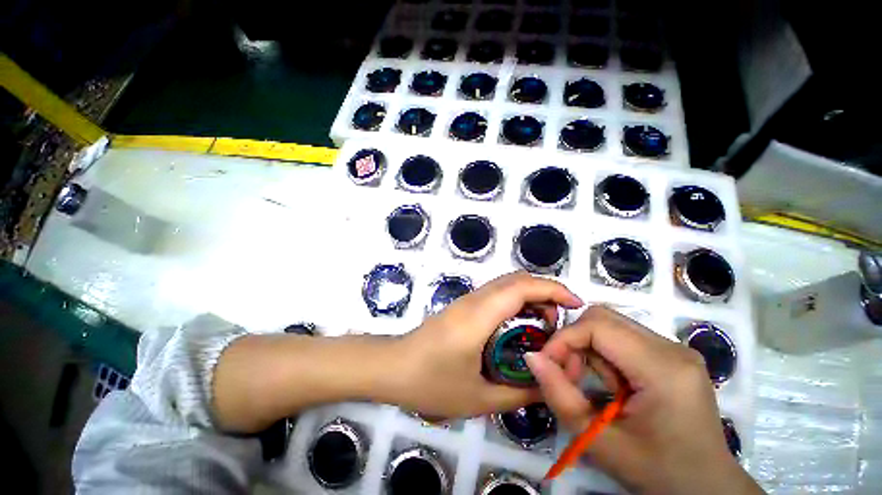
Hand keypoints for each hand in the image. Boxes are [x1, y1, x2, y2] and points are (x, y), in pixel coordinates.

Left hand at [394, 271, 582, 418]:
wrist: (392, 366)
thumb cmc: (430, 382)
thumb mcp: (479, 398)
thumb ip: (518, 393)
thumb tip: (549, 384)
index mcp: (479, 316)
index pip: (520, 287)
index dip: (552, 289)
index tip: (575, 304)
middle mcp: (474, 300)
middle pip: (515, 279)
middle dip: (544, 292)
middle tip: (557, 323)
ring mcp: (466, 300)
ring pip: (505, 284)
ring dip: (530, 296)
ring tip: (543, 327)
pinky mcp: (462, 306)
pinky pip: (495, 293)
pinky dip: (515, 301)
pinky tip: (519, 327)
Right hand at [525, 306, 762, 494]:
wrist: (706, 490)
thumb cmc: (657, 474)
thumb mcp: (600, 442)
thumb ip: (559, 396)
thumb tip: (531, 357)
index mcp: (664, 368)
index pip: (597, 326)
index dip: (563, 339)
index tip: (547, 365)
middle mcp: (672, 348)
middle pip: (603, 318)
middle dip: (574, 341)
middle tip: (569, 375)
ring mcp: (675, 349)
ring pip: (610, 325)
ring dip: (588, 348)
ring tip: (591, 384)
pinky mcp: (671, 356)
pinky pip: (622, 338)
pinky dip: (603, 354)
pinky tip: (610, 384)